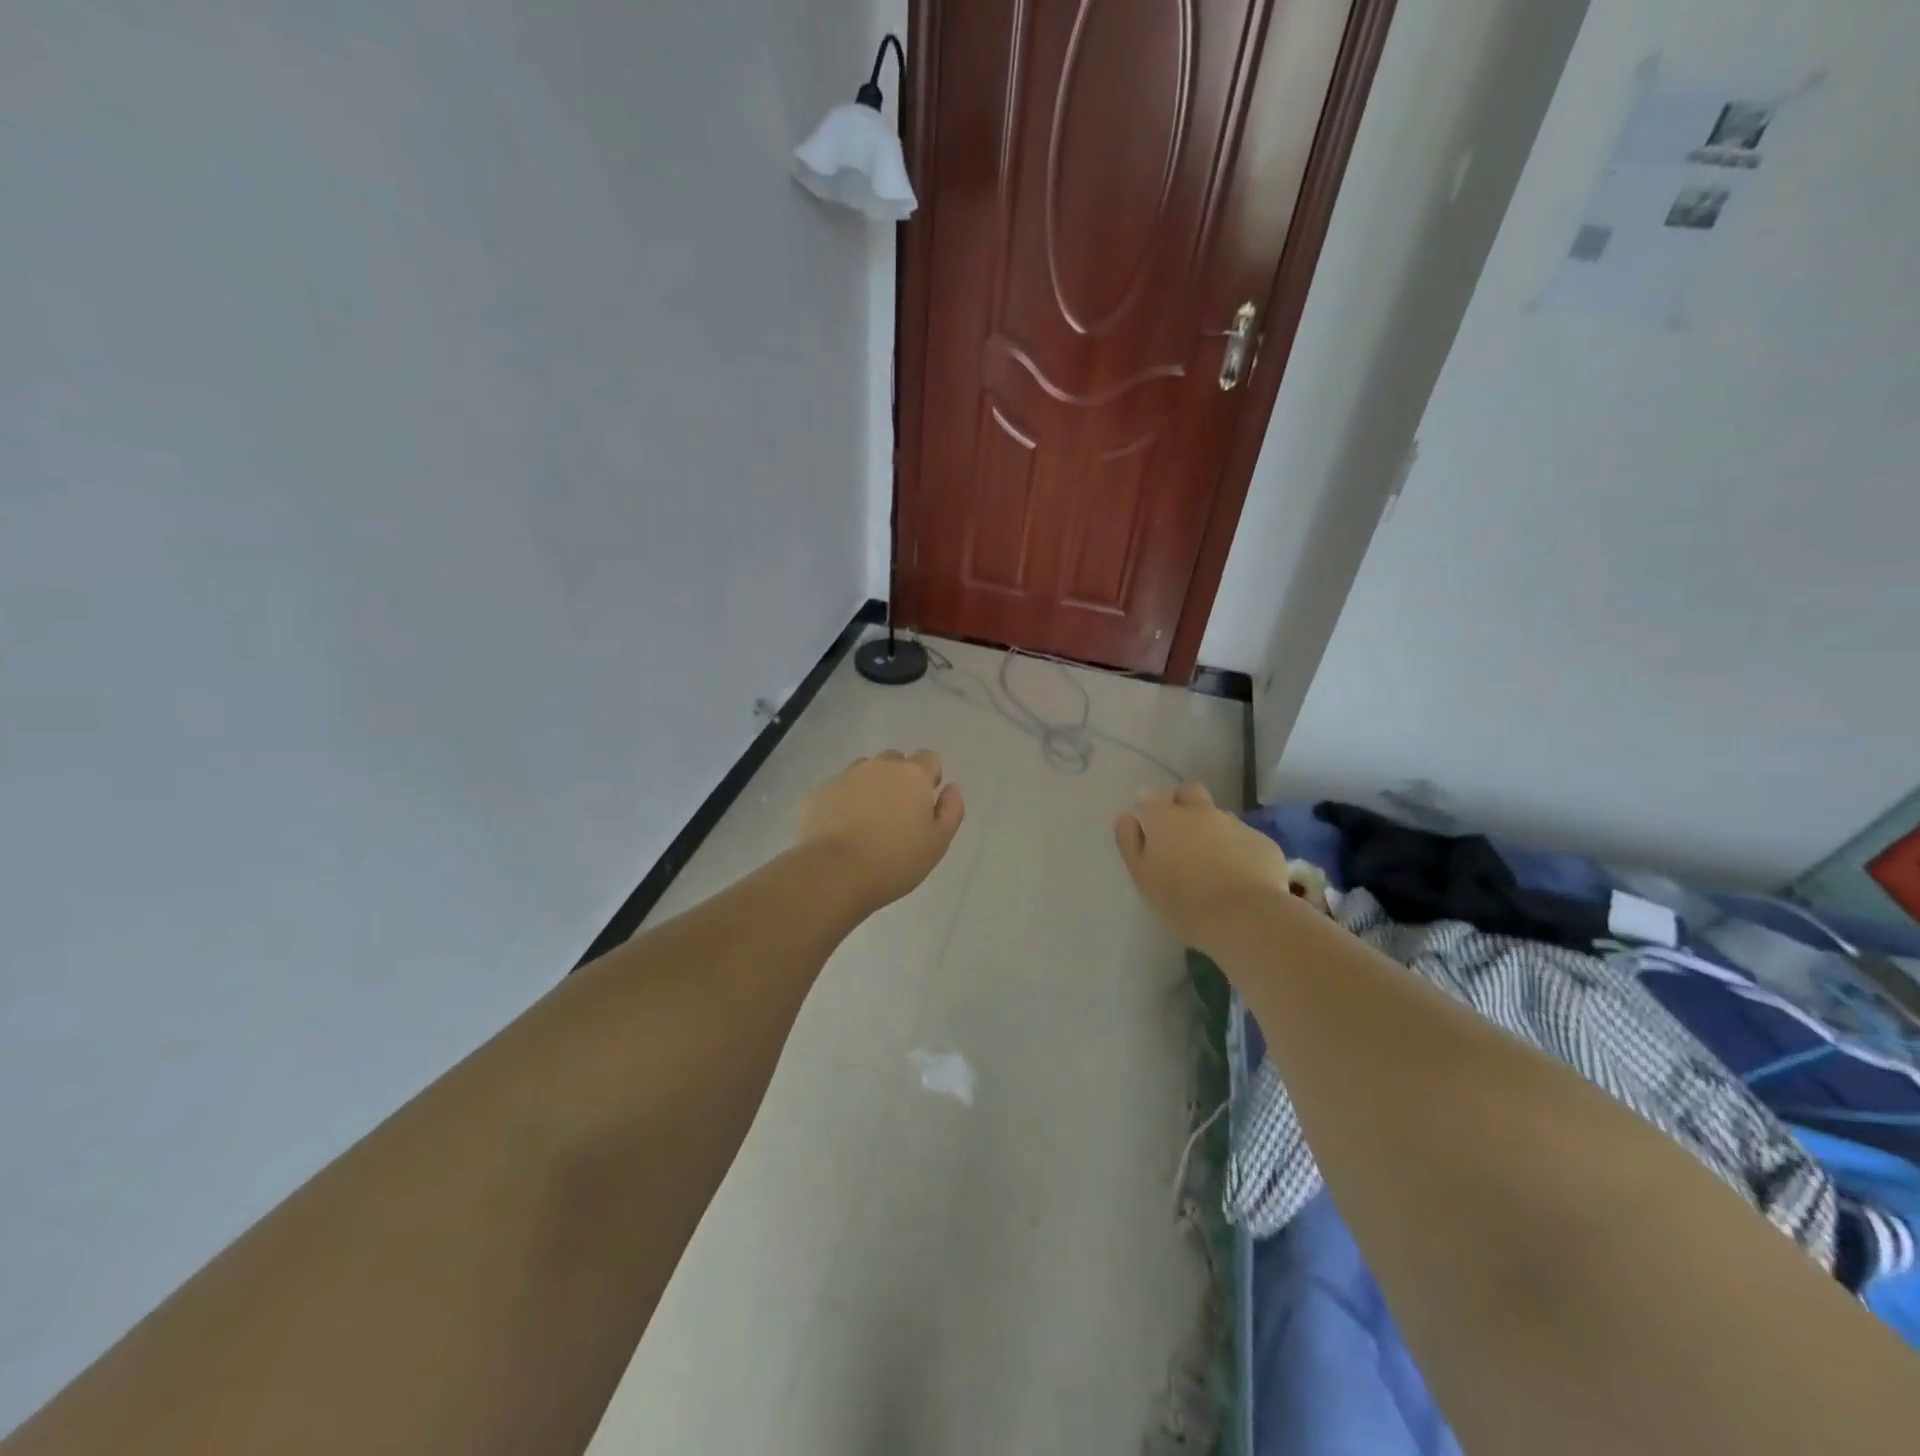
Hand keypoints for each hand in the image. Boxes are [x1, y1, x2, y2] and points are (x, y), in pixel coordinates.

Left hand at [798, 749, 964, 910]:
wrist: (835, 873)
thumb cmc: (895, 860)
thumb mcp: (938, 843)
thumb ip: (951, 810)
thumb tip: (951, 788)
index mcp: (912, 775)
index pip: (929, 758)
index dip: (930, 777)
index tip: (925, 802)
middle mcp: (879, 766)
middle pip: (895, 761)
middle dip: (900, 779)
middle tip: (897, 814)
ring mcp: (845, 776)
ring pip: (864, 771)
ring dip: (871, 786)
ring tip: (868, 820)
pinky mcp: (819, 793)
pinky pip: (838, 789)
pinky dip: (844, 801)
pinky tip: (842, 829)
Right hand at [1112, 783, 1291, 951]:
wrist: (1243, 917)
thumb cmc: (1181, 900)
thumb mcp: (1142, 875)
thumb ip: (1130, 841)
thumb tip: (1125, 816)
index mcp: (1166, 818)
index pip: (1152, 797)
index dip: (1148, 805)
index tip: (1148, 820)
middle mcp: (1201, 812)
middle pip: (1190, 793)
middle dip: (1183, 803)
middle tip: (1181, 833)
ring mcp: (1235, 824)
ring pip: (1220, 817)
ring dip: (1213, 830)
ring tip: (1212, 861)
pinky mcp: (1263, 843)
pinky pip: (1245, 840)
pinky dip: (1239, 851)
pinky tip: (1239, 876)